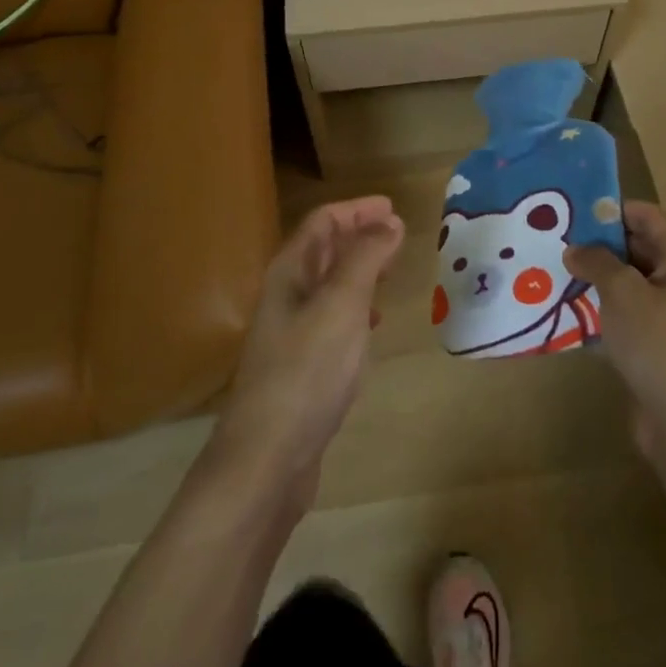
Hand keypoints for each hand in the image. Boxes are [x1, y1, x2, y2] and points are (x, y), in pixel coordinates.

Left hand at [210, 197, 404, 507]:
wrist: (267, 458)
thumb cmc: (307, 370)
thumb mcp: (342, 304)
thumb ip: (366, 257)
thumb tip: (389, 221)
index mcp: (290, 272)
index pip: (323, 222)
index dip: (357, 210)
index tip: (393, 208)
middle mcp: (286, 295)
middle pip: (323, 249)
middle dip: (359, 236)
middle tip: (398, 236)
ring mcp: (291, 332)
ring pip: (329, 284)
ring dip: (360, 270)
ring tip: (391, 272)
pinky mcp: (301, 366)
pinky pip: (332, 318)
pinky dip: (357, 307)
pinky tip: (373, 323)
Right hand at [565, 201, 665, 459]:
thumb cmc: (658, 343)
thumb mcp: (622, 291)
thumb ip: (597, 261)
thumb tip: (575, 249)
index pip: (647, 216)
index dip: (612, 208)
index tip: (573, 210)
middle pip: (636, 248)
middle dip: (598, 244)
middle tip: (555, 240)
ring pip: (627, 284)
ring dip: (595, 279)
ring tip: (553, 272)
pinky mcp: (655, 345)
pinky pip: (624, 315)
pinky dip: (600, 310)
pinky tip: (567, 311)